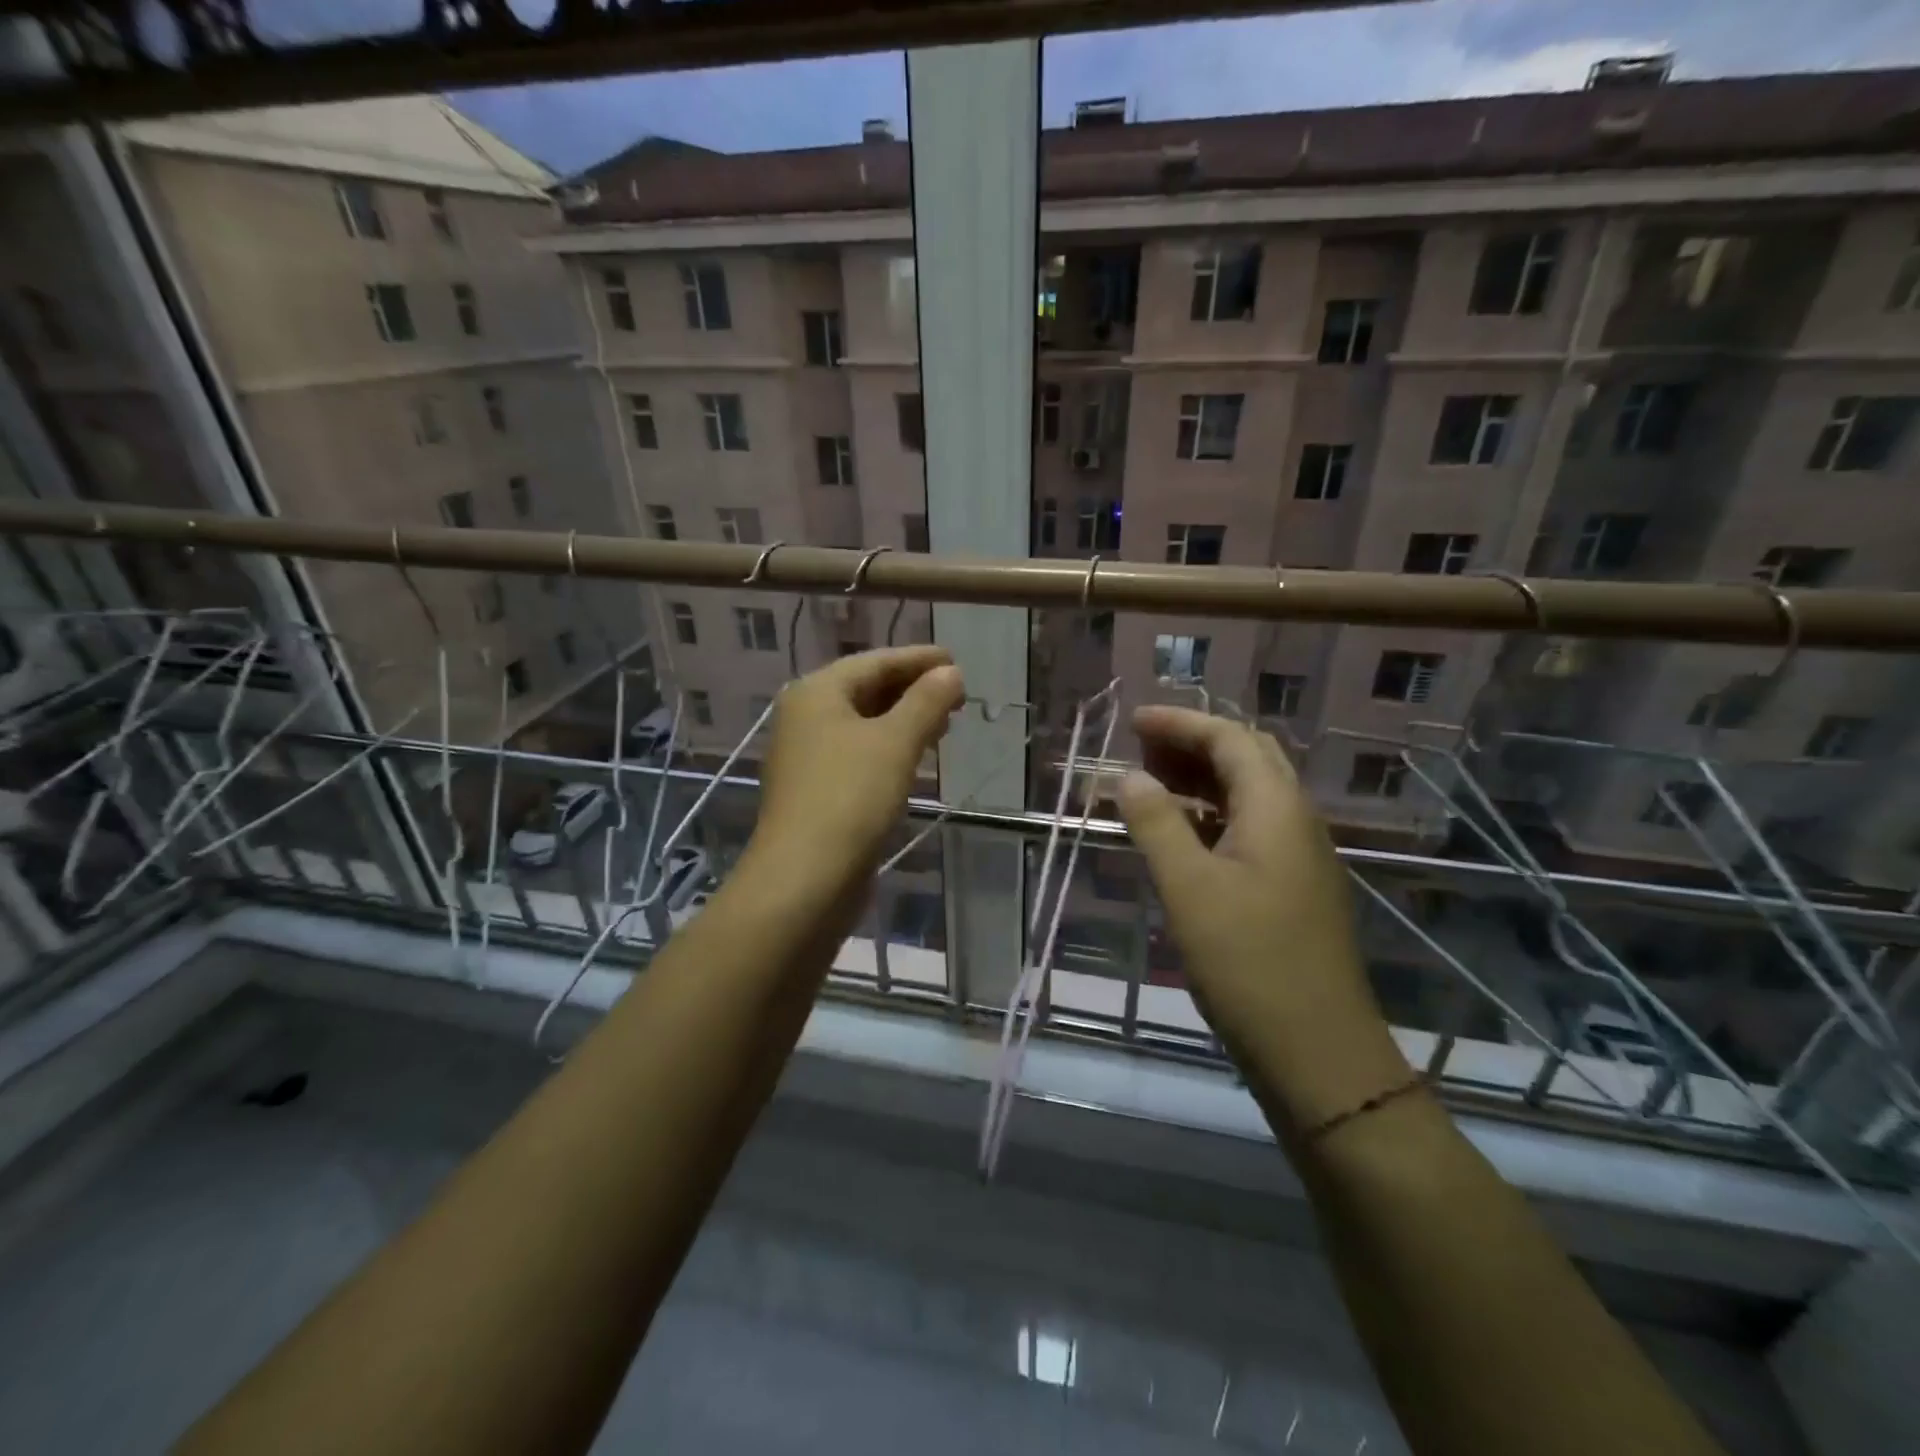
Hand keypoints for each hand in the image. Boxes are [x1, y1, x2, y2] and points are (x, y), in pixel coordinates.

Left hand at [747, 646, 963, 887]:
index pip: (875, 662)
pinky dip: (889, 748)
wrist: (804, 878)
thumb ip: (926, 702)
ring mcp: (807, 756)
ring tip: (945, 725)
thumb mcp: (896, 742)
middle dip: (913, 690)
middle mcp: (805, 717)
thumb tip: (950, 672)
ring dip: (904, 720)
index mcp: (817, 693)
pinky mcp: (816, 790)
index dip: (918, 659)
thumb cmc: (851, 797)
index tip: (957, 661)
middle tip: (958, 697)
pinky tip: (915, 759)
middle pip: (866, 690)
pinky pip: (859, 754)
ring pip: (863, 724)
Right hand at [1119, 707, 1390, 1084]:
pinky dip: (1211, 815)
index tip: (1132, 721)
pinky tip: (1181, 834)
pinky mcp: (1293, 887)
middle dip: (1193, 743)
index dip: (1180, 723)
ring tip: (1151, 784)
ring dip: (1201, 778)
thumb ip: (1157, 824)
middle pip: (1247, 757)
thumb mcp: (1189, 889)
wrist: (1318, 1053)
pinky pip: (1250, 827)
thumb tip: (1129, 776)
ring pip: (1249, 794)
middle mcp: (1296, 821)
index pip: (1229, 738)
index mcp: (1277, 809)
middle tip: (1140, 749)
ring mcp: (1299, 856)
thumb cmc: (1249, 964)